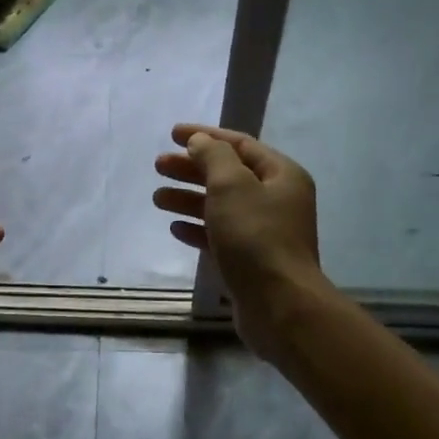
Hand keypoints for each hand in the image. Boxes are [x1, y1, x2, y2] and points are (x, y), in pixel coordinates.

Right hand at [154, 123, 324, 358]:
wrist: (279, 304)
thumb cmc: (255, 238)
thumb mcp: (231, 186)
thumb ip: (213, 157)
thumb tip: (200, 141)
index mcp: (281, 175)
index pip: (239, 144)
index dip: (205, 136)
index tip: (172, 134)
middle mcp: (276, 200)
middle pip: (228, 175)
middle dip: (192, 168)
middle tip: (158, 166)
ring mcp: (264, 232)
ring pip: (221, 206)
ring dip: (189, 199)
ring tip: (157, 198)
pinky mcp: (251, 261)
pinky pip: (221, 236)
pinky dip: (198, 229)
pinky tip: (175, 229)